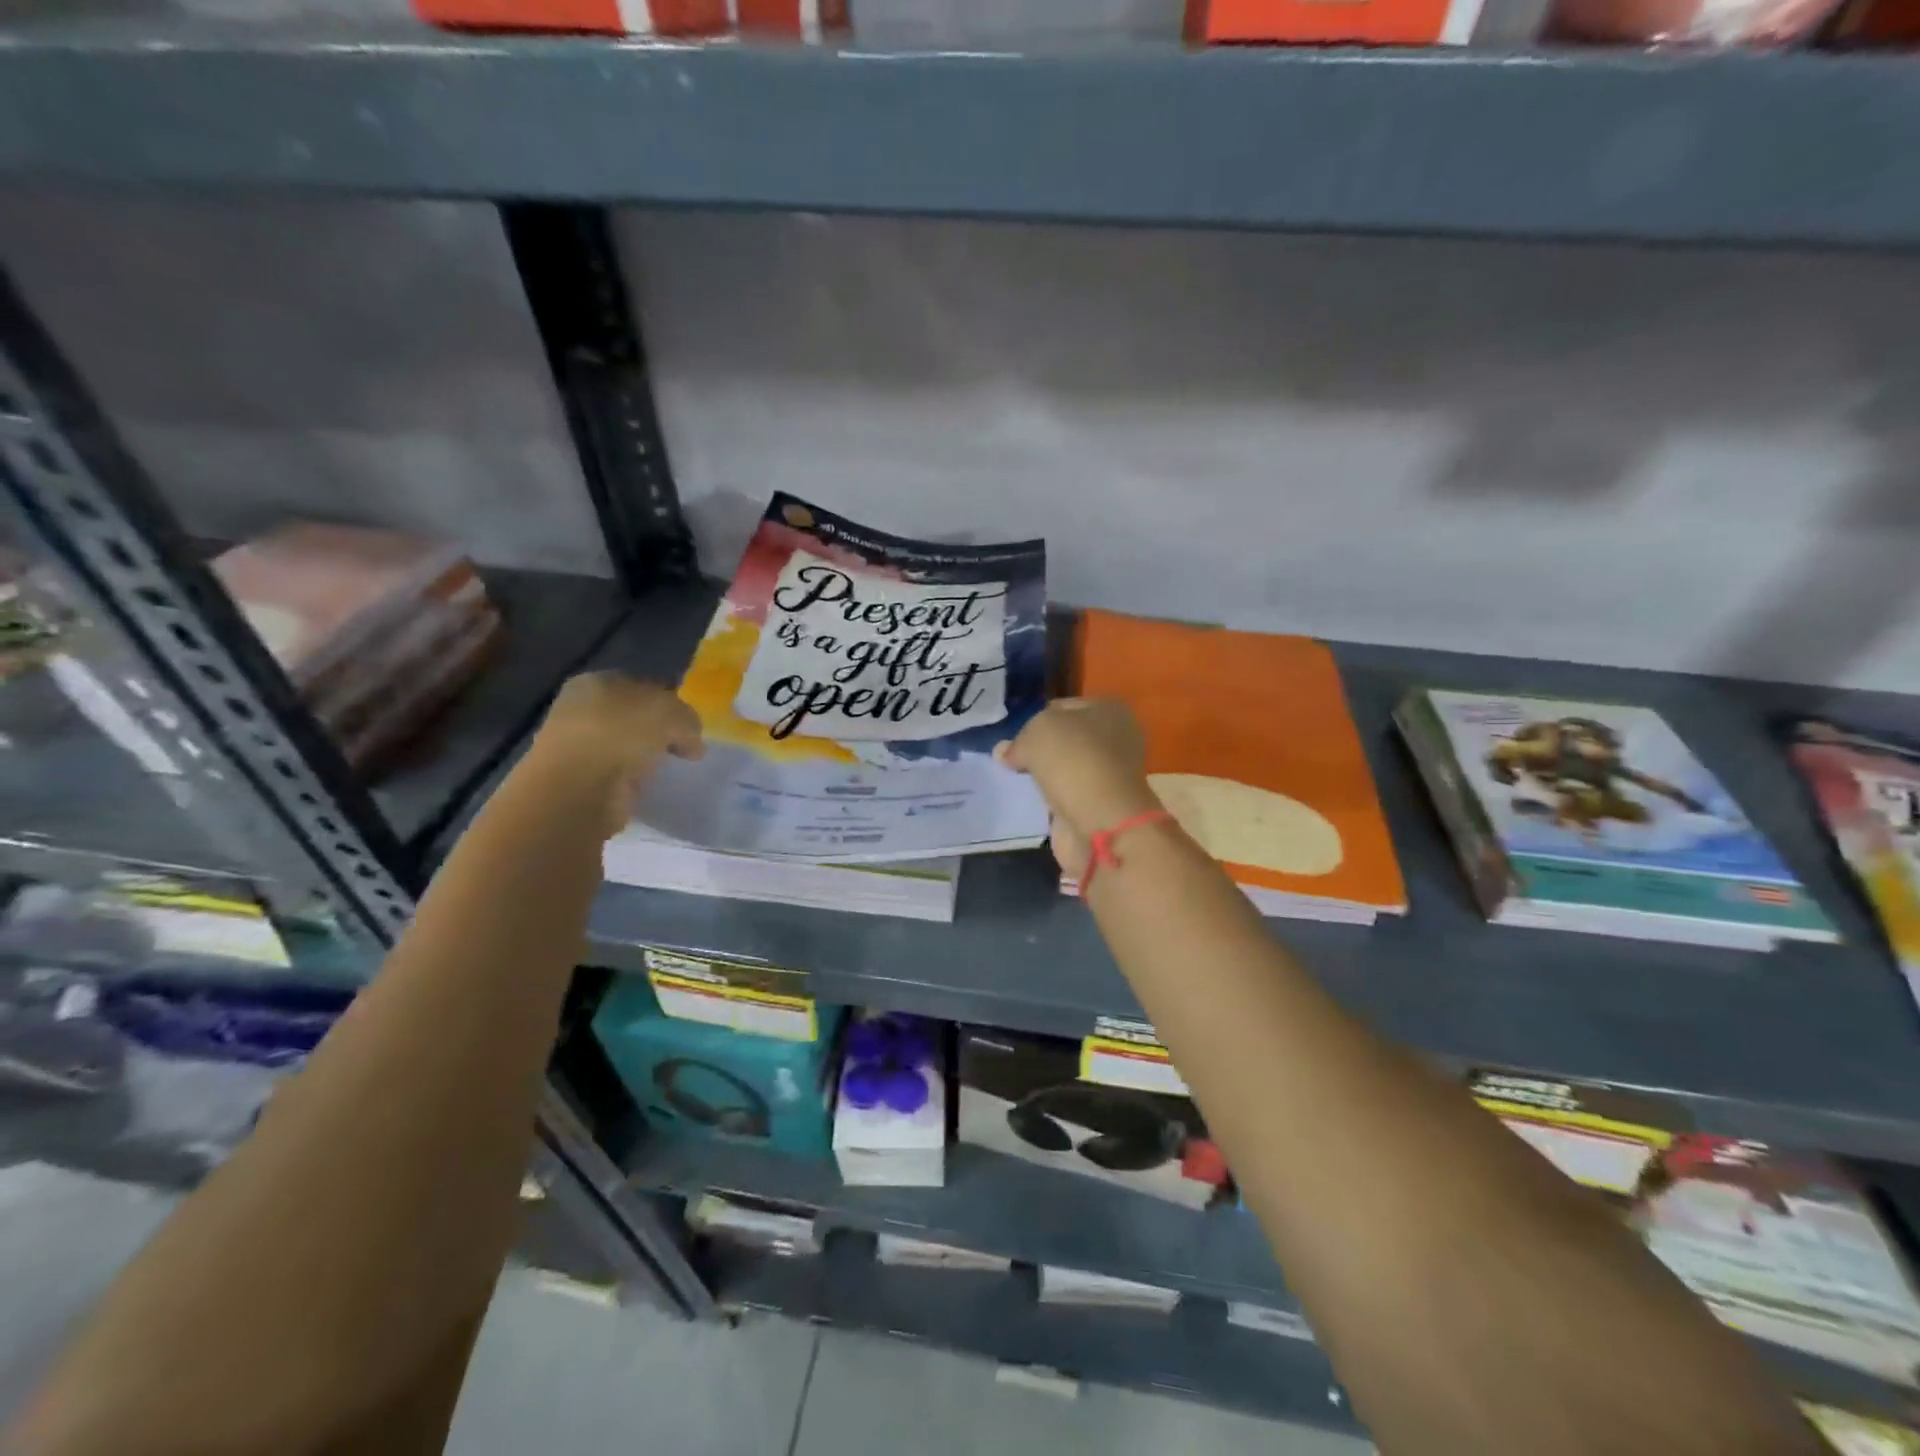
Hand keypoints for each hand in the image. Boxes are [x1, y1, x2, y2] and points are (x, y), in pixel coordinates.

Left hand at [530, 673, 704, 836]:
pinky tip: (644, 787)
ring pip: (623, 746)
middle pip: (633, 717)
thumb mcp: (673, 714)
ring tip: (665, 771)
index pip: (643, 687)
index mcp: (597, 681)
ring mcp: (575, 745)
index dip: (671, 705)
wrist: (577, 788)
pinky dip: (631, 780)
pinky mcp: (576, 780)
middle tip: (682, 749)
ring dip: (643, 758)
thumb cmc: (622, 734)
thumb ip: (688, 721)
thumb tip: (691, 743)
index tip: (689, 727)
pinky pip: (615, 774)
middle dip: (658, 732)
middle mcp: (581, 708)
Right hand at [995, 699, 1158, 870]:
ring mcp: (1110, 775)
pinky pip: (1066, 796)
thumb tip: (1005, 753)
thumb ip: (1018, 741)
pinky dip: (1050, 800)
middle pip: (1066, 739)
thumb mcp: (1037, 733)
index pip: (1062, 707)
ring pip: (1066, 769)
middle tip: (1012, 760)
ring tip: (1016, 781)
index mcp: (1109, 710)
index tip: (1015, 737)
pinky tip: (1030, 802)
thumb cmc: (1073, 760)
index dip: (1035, 719)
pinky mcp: (1100, 806)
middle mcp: (1116, 739)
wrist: (1100, 821)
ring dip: (1045, 776)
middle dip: (1040, 750)